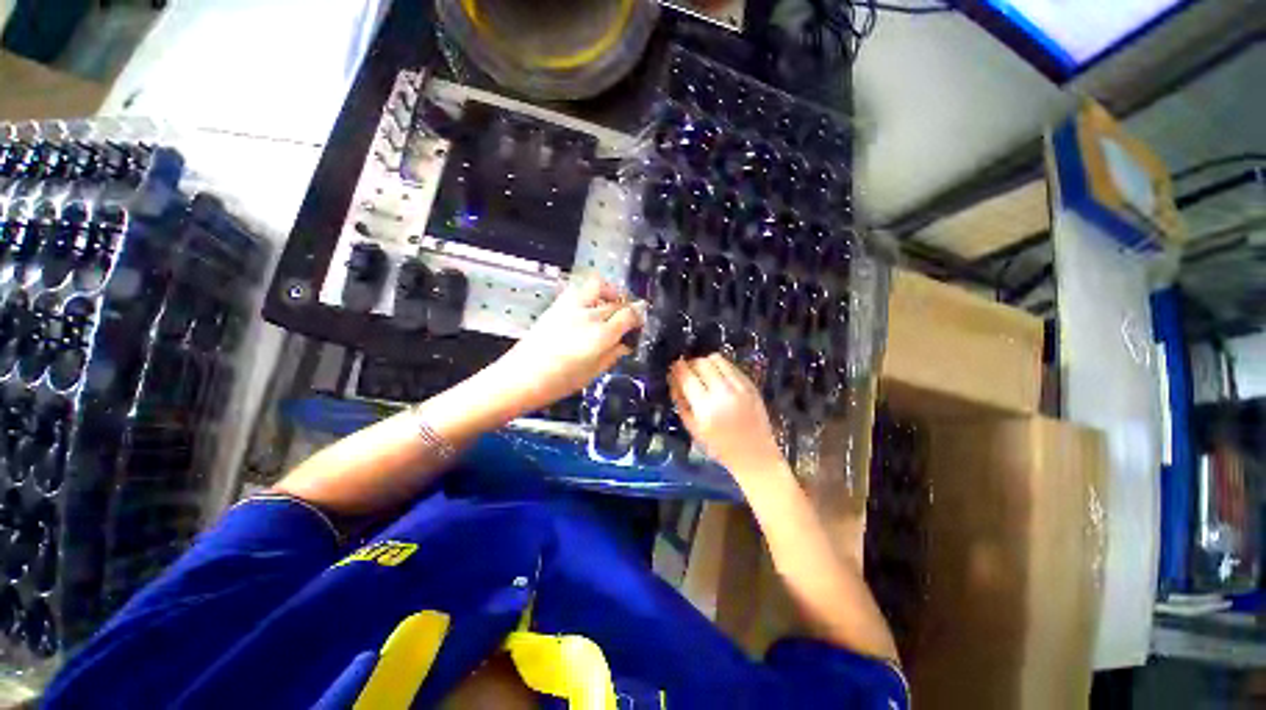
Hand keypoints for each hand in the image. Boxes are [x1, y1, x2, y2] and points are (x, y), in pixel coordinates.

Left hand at [496, 276, 642, 412]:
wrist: (522, 376)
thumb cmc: (560, 382)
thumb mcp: (594, 373)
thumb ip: (613, 355)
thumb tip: (625, 344)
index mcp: (602, 335)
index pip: (630, 314)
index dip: (639, 317)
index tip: (639, 324)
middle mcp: (589, 315)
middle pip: (617, 301)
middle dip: (627, 307)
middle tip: (627, 319)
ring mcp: (572, 306)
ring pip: (599, 285)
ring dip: (610, 292)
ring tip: (610, 304)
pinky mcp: (558, 304)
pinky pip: (580, 289)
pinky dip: (591, 293)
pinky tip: (590, 307)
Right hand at [669, 354, 786, 478]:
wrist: (755, 454)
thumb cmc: (719, 446)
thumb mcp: (693, 429)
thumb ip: (680, 402)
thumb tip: (673, 380)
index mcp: (705, 408)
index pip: (687, 376)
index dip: (677, 368)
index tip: (673, 367)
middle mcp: (723, 393)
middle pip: (701, 363)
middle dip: (691, 364)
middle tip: (688, 372)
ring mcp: (739, 387)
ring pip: (717, 359)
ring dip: (706, 362)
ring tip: (703, 373)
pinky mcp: (751, 385)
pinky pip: (731, 365)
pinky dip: (721, 367)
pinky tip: (719, 377)